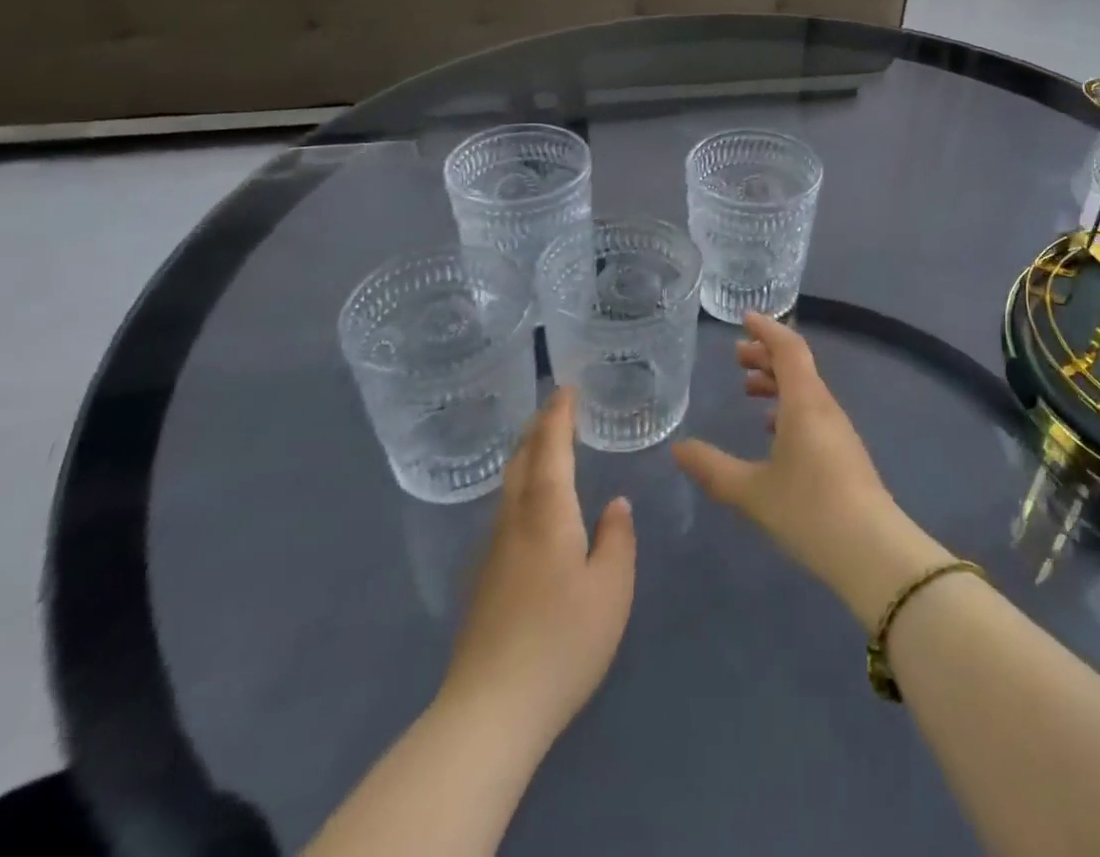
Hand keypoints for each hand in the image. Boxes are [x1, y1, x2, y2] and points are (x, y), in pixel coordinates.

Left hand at [442, 388, 635, 746]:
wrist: (489, 711)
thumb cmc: (562, 641)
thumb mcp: (611, 589)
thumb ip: (616, 539)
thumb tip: (615, 504)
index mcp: (547, 514)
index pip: (550, 449)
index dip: (558, 416)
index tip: (566, 388)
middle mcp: (513, 522)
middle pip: (520, 461)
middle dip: (536, 429)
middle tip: (554, 408)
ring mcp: (491, 553)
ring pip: (507, 488)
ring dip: (525, 457)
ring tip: (544, 447)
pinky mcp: (482, 582)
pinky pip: (504, 514)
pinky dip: (519, 489)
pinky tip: (531, 508)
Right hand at [673, 313, 948, 626]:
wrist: (872, 550)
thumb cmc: (808, 510)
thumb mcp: (751, 491)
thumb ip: (713, 468)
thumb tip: (678, 449)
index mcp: (804, 402)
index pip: (788, 348)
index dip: (766, 329)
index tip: (744, 318)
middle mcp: (824, 406)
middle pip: (797, 365)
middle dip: (766, 355)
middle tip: (736, 356)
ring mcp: (838, 429)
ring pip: (805, 389)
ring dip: (777, 382)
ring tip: (748, 389)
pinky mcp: (844, 452)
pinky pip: (813, 411)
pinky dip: (789, 407)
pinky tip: (773, 430)